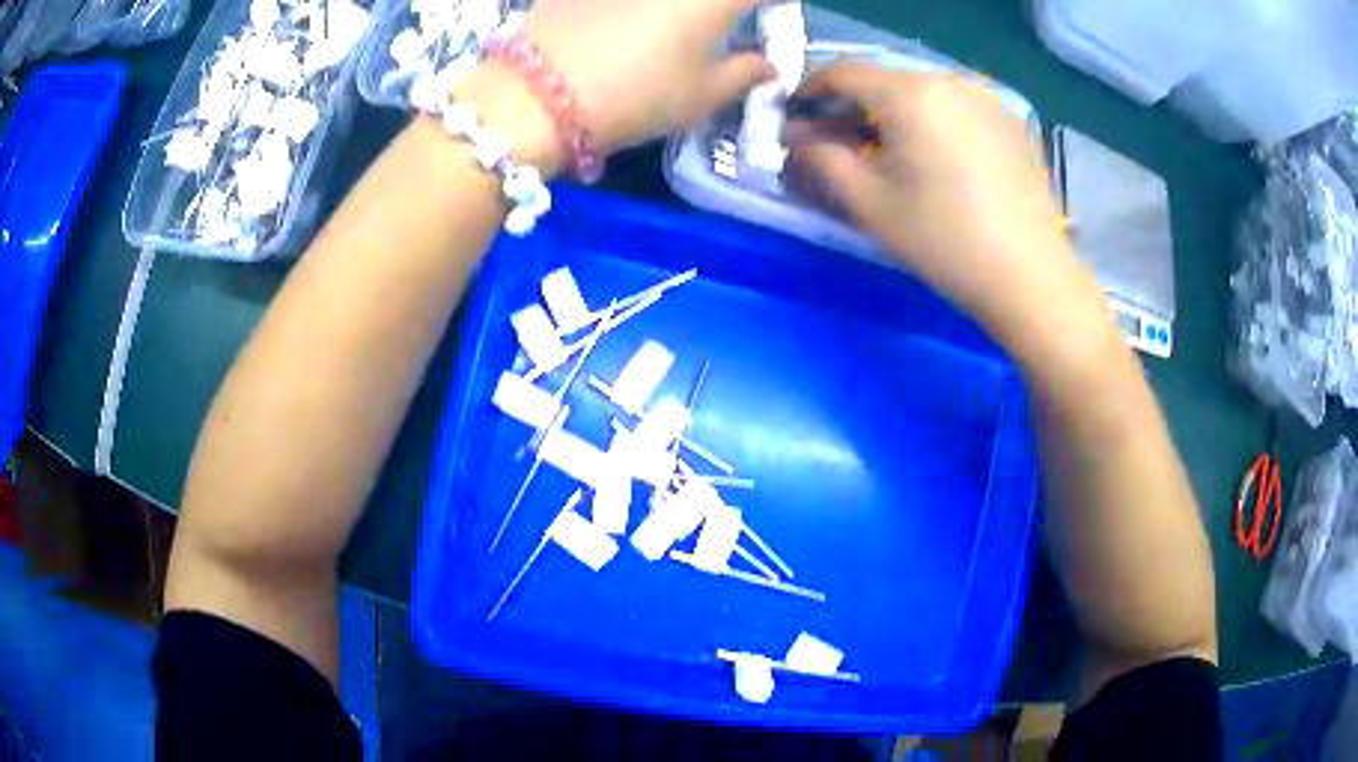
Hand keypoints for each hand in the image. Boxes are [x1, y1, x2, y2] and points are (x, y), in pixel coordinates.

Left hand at [524, 0, 772, 153]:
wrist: (535, 95)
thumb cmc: (634, 98)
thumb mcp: (701, 96)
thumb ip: (745, 74)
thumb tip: (769, 64)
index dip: (770, 5)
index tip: (764, 16)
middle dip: (722, 6)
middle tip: (713, 26)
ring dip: (675, 11)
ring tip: (666, 30)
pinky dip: (632, 8)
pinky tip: (620, 22)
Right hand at [789, 63, 1095, 339]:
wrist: (1028, 275)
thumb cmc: (943, 239)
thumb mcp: (869, 202)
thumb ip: (821, 158)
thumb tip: (796, 136)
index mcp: (908, 93)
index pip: (843, 72)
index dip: (811, 92)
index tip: (800, 121)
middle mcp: (948, 81)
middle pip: (884, 80)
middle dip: (855, 107)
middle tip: (842, 144)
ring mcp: (985, 99)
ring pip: (922, 93)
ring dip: (895, 115)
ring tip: (892, 155)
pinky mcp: (1010, 122)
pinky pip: (957, 108)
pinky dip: (934, 123)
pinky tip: (939, 161)